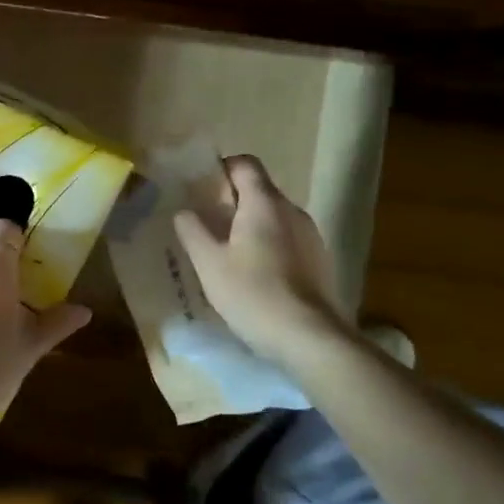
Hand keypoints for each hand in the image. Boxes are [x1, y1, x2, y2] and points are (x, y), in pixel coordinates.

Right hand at [172, 154, 350, 360]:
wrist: (309, 338)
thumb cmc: (252, 293)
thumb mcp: (209, 263)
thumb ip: (193, 230)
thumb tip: (184, 210)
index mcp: (265, 203)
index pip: (245, 164)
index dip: (222, 168)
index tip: (201, 187)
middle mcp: (292, 211)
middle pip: (260, 190)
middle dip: (232, 200)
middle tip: (206, 223)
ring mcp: (311, 236)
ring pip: (274, 217)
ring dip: (251, 225)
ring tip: (227, 252)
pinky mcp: (320, 261)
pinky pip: (288, 239)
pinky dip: (268, 245)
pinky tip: (254, 274)